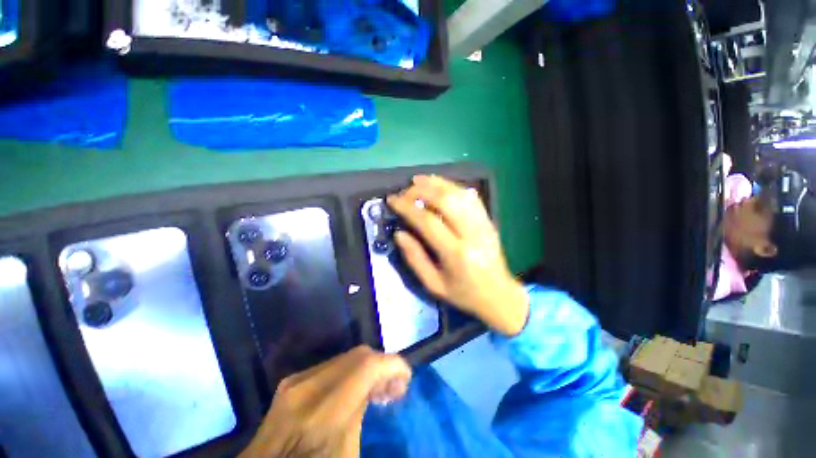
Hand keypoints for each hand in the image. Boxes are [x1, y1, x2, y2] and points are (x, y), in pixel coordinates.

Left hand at [240, 346, 410, 457]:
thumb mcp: (347, 453)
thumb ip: (362, 410)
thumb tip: (380, 383)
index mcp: (321, 413)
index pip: (367, 365)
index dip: (393, 366)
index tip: (405, 380)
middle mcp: (306, 387)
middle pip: (359, 354)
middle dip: (382, 366)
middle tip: (393, 389)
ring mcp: (294, 381)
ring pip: (347, 357)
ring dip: (368, 367)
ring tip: (377, 390)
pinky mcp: (290, 382)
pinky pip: (332, 365)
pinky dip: (351, 371)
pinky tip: (354, 389)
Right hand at [387, 175, 528, 335]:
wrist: (499, 296)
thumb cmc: (463, 294)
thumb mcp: (433, 284)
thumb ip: (414, 258)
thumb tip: (399, 233)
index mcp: (456, 254)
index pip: (428, 221)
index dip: (407, 207)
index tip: (392, 200)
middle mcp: (472, 234)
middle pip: (446, 200)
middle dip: (421, 190)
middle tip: (404, 191)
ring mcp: (483, 224)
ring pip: (459, 193)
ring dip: (437, 183)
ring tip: (418, 181)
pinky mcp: (488, 221)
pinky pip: (471, 197)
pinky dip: (453, 187)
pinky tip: (440, 186)